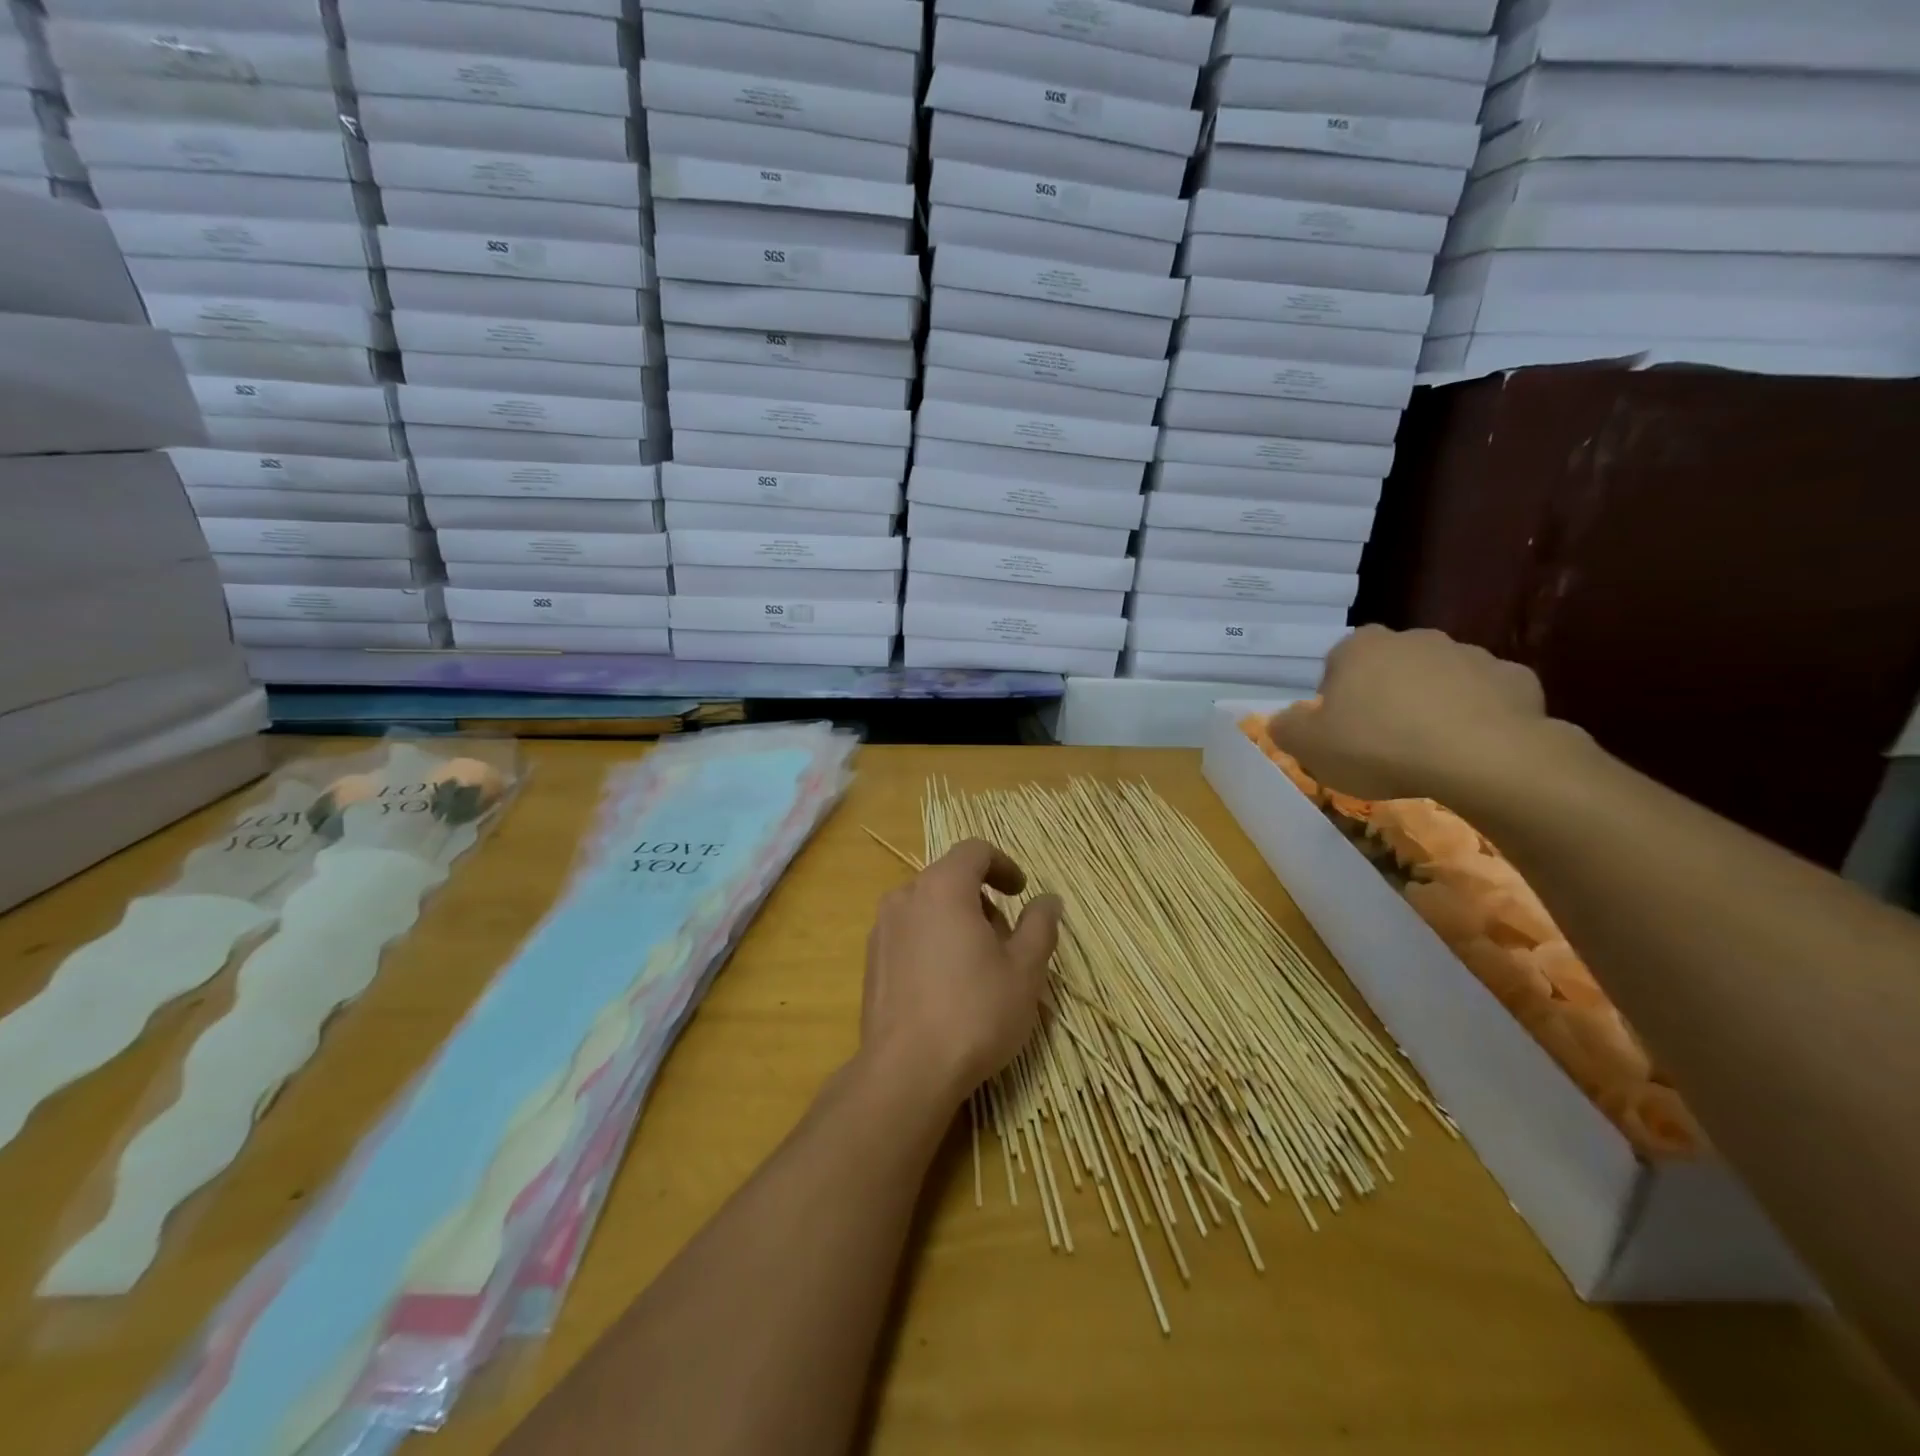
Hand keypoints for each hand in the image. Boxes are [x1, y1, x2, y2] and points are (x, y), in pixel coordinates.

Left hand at [859, 839, 1062, 1112]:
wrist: (906, 1071)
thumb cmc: (975, 1012)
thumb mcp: (1025, 970)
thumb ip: (1040, 925)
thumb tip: (1048, 899)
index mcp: (942, 887)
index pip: (974, 851)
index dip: (1003, 865)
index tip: (1021, 893)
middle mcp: (905, 897)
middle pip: (950, 879)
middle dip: (983, 902)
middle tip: (1006, 943)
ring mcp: (882, 929)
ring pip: (928, 908)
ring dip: (957, 922)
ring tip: (979, 969)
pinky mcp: (871, 961)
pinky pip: (909, 934)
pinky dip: (933, 942)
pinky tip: (947, 988)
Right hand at [1270, 627, 1556, 801]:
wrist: (1483, 759)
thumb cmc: (1380, 747)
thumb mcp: (1310, 747)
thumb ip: (1287, 728)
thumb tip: (1284, 720)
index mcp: (1361, 647)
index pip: (1337, 662)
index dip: (1336, 696)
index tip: (1341, 729)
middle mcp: (1414, 639)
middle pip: (1390, 667)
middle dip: (1385, 695)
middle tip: (1382, 740)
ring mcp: (1469, 655)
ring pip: (1440, 679)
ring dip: (1432, 704)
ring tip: (1429, 750)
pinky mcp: (1515, 679)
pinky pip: (1486, 697)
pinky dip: (1477, 716)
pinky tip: (1471, 748)